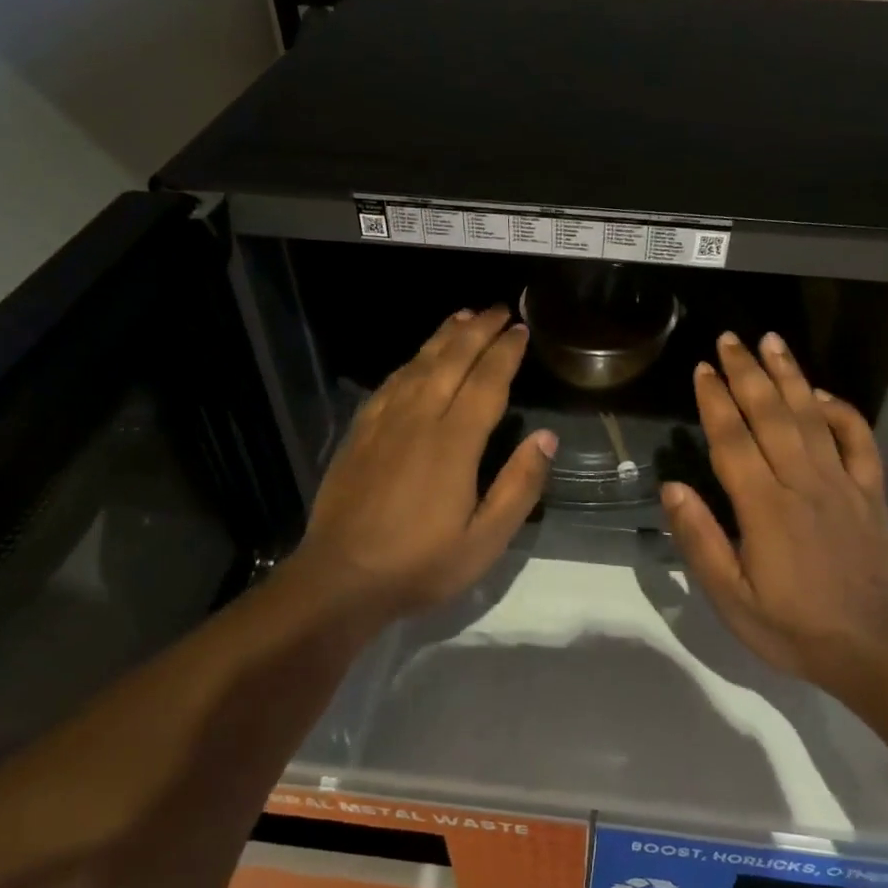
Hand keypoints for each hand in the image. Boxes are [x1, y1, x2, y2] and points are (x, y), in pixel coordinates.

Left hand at [289, 306, 556, 621]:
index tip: (521, 330)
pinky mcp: (360, 432)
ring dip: (444, 337)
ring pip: (418, 364)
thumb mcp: (485, 540)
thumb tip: (546, 437)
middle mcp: (419, 419)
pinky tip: (417, 358)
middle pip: (452, 360)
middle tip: (500, 309)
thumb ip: (519, 486)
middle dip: (478, 330)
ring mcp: (384, 422)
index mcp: (454, 442)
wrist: (340, 578)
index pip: (487, 382)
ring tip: (464, 316)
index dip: (506, 352)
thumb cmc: (420, 564)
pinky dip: (410, 361)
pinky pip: (390, 383)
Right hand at [661, 331, 887, 689]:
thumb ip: (700, 540)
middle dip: (747, 372)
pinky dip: (843, 412)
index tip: (702, 369)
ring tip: (772, 342)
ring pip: (813, 417)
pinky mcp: (870, 494)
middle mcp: (802, 483)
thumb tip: (672, 488)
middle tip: (730, 339)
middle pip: (771, 415)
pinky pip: (860, 441)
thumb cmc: (791, 628)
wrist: (870, 650)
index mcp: (763, 508)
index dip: (715, 401)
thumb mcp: (730, 597)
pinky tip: (824, 394)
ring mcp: (842, 484)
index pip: (732, 440)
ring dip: (790, 376)